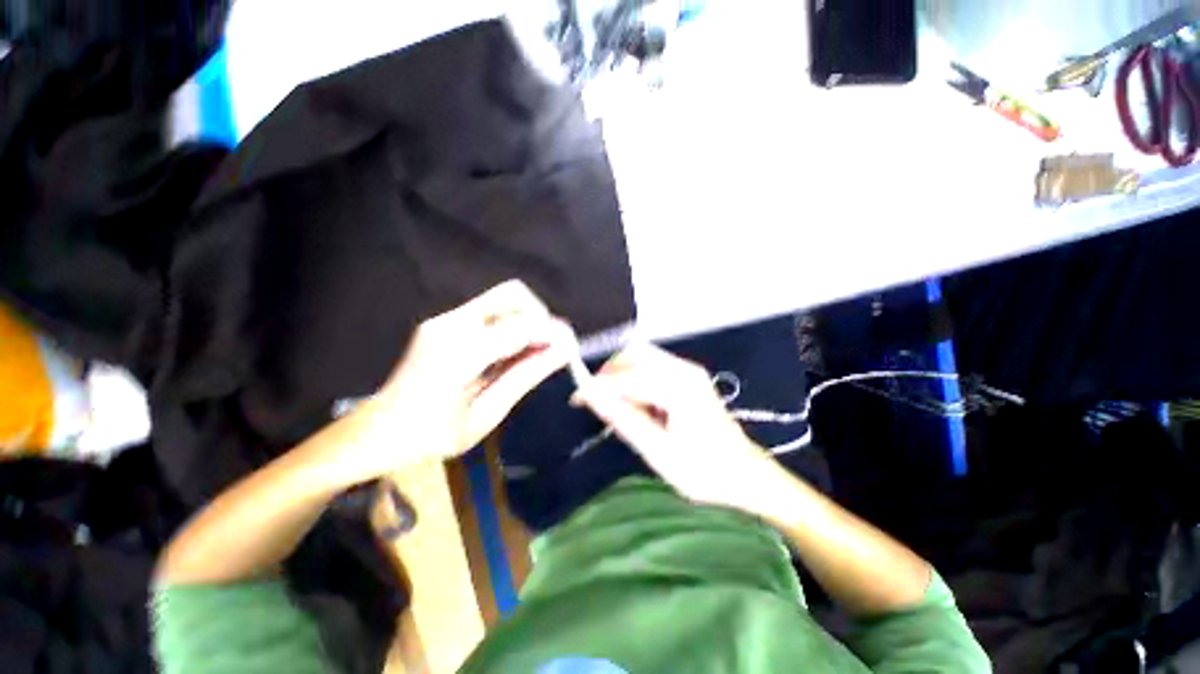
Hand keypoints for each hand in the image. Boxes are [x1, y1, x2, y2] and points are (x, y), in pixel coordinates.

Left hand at [338, 280, 575, 481]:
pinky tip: (510, 354)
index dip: (552, 334)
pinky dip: (511, 325)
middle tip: (547, 348)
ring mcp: (445, 319)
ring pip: (503, 299)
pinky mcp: (445, 322)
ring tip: (531, 354)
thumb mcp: (487, 414)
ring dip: (526, 320)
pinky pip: (491, 312)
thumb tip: (564, 352)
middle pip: (513, 294)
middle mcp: (451, 323)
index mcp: (459, 352)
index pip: (521, 326)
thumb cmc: (430, 437)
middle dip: (539, 317)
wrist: (376, 433)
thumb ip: (527, 376)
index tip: (570, 349)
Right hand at [573, 343, 777, 507]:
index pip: (627, 377)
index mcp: (679, 388)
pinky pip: (652, 366)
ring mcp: (688, 369)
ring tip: (617, 406)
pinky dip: (636, 379)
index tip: (577, 399)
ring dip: (622, 376)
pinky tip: (636, 403)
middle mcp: (684, 369)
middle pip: (634, 355)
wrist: (745, 474)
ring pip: (642, 357)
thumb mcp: (659, 452)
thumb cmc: (704, 471)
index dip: (599, 386)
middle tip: (598, 403)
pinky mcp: (688, 375)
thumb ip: (624, 420)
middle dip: (610, 375)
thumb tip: (592, 398)